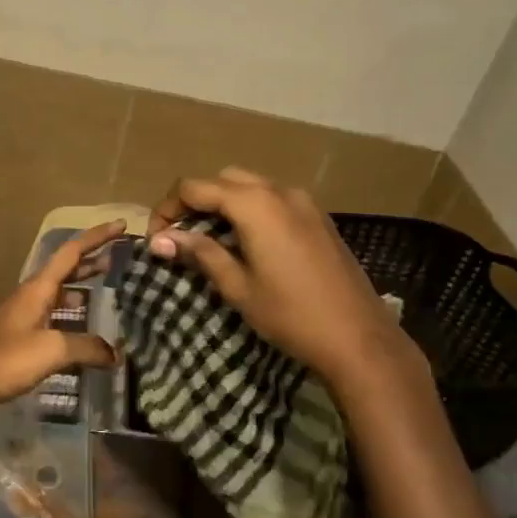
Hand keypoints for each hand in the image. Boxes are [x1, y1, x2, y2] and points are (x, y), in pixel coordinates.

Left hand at [0, 220, 124, 418]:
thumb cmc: (4, 359)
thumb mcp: (51, 350)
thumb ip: (86, 347)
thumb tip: (115, 354)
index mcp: (38, 288)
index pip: (72, 252)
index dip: (96, 237)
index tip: (121, 226)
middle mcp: (31, 295)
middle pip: (66, 269)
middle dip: (92, 260)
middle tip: (120, 258)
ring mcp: (24, 316)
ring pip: (59, 293)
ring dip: (83, 287)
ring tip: (109, 291)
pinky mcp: (20, 337)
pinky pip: (53, 316)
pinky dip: (73, 315)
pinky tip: (84, 333)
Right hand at [147, 169, 425, 393]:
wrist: (359, 338)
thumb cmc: (290, 314)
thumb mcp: (237, 286)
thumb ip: (200, 253)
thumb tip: (158, 239)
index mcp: (254, 204)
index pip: (195, 187)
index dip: (168, 208)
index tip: (156, 238)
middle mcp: (279, 191)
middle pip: (223, 179)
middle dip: (196, 200)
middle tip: (180, 235)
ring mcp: (304, 202)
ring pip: (251, 186)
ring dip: (224, 203)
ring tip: (209, 239)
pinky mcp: (318, 218)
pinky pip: (274, 199)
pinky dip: (250, 210)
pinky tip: (246, 243)